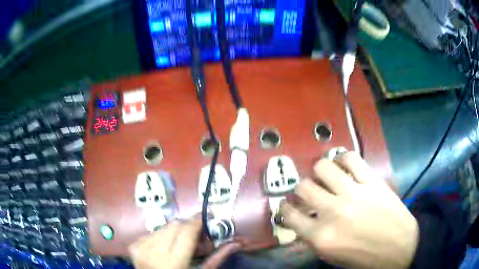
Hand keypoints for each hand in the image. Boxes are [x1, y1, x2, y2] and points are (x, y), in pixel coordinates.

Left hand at [129, 216, 240, 268]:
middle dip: (188, 228)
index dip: (198, 221)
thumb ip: (217, 258)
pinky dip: (163, 237)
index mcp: (172, 261)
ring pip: (164, 227)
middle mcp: (153, 251)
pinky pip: (152, 232)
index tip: (207, 217)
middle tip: (197, 240)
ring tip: (181, 247)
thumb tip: (235, 243)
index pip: (186, 230)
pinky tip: (166, 249)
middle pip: (175, 225)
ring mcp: (140, 247)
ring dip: (176, 233)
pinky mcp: (134, 246)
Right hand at [280, 152, 418, 268]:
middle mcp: (333, 212)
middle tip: (308, 192)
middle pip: (303, 187)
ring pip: (323, 167)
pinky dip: (343, 158)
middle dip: (301, 189)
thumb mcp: (332, 257)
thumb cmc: (365, 258)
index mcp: (321, 237)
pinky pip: (351, 158)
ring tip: (325, 176)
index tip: (287, 205)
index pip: (289, 215)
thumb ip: (314, 239)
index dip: (284, 208)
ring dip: (319, 171)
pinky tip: (343, 164)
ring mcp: (354, 193)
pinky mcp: (372, 181)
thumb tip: (303, 222)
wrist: (400, 247)